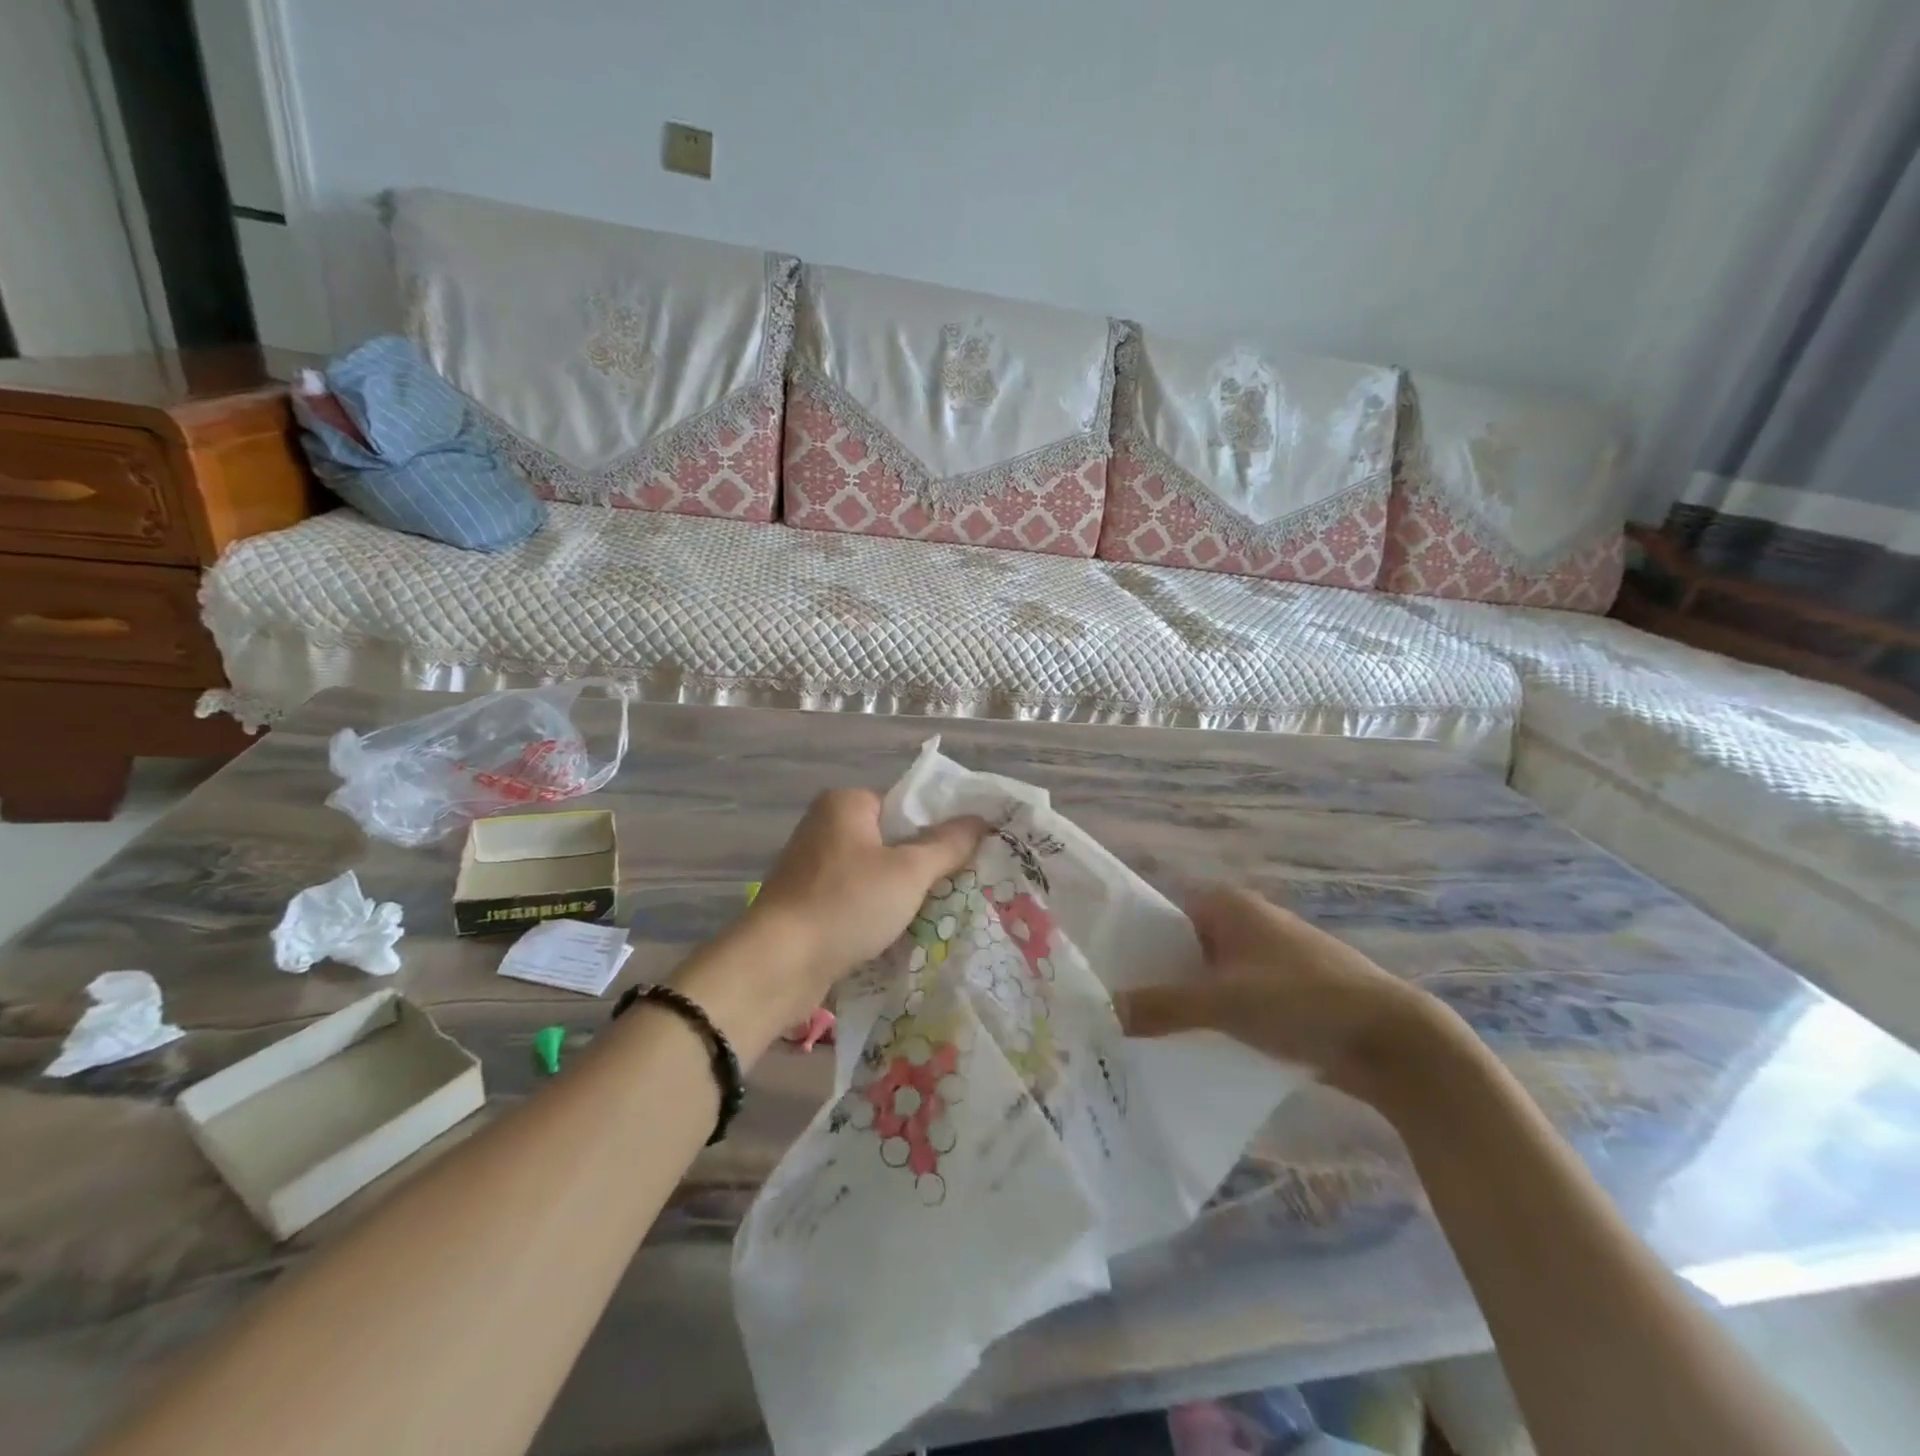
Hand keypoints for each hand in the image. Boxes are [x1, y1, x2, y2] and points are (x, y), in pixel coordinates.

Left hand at [748, 787, 988, 1010]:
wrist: (778, 964)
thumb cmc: (847, 903)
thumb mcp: (909, 872)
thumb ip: (948, 844)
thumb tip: (981, 821)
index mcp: (846, 803)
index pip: (907, 805)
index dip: (939, 829)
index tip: (967, 857)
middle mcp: (825, 826)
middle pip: (892, 839)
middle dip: (923, 865)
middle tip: (957, 887)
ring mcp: (812, 865)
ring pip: (875, 872)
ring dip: (901, 893)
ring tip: (935, 913)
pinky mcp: (806, 901)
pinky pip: (855, 897)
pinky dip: (876, 911)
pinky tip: (898, 932)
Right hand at [1116, 885, 1449, 1105]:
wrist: (1394, 1041)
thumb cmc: (1302, 1000)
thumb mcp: (1223, 1002)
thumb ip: (1161, 1007)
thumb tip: (1102, 1011)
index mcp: (1226, 905)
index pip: (1159, 915)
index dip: (1128, 942)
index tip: (1100, 975)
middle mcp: (1243, 922)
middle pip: (1180, 947)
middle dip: (1152, 977)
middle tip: (1112, 1010)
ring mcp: (1265, 958)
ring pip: (1206, 976)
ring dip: (1182, 1001)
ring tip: (1140, 1033)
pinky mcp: (1283, 994)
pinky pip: (1232, 999)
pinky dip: (1212, 1018)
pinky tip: (1189, 1047)